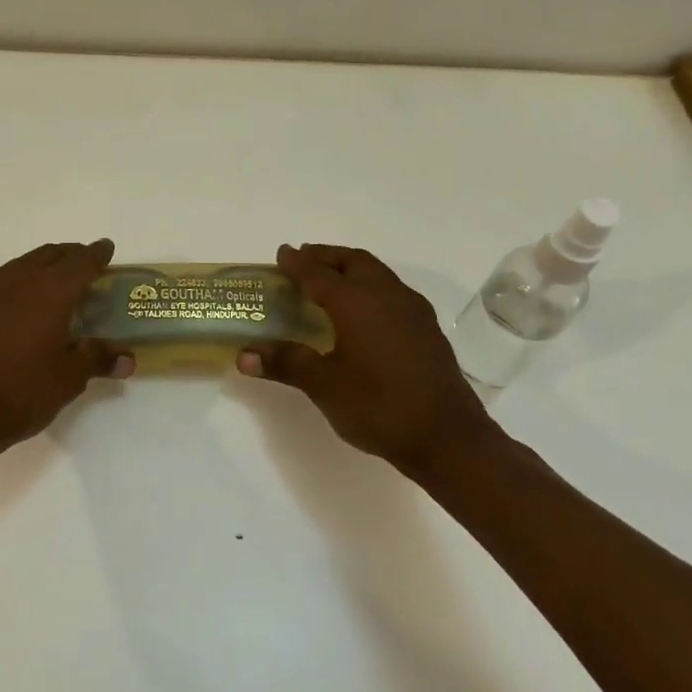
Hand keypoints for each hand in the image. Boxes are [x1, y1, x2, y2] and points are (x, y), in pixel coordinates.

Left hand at [0, 240, 133, 454]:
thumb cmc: (22, 391)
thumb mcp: (68, 378)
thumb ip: (97, 359)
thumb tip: (128, 358)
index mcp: (51, 291)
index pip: (81, 262)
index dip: (97, 254)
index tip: (107, 248)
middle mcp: (22, 280)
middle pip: (52, 254)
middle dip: (72, 255)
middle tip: (88, 264)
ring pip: (27, 262)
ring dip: (47, 262)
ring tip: (60, 278)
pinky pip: (8, 276)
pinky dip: (25, 276)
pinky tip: (27, 297)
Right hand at [238, 243, 505, 479]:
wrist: (448, 438)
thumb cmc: (379, 406)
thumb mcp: (324, 385)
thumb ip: (286, 363)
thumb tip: (243, 355)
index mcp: (357, 302)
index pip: (319, 273)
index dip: (297, 262)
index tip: (281, 252)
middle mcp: (386, 295)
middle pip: (353, 261)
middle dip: (326, 257)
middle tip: (303, 261)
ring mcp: (412, 310)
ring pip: (377, 273)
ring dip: (350, 269)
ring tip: (329, 282)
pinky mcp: (427, 328)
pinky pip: (391, 291)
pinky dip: (369, 287)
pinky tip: (363, 313)